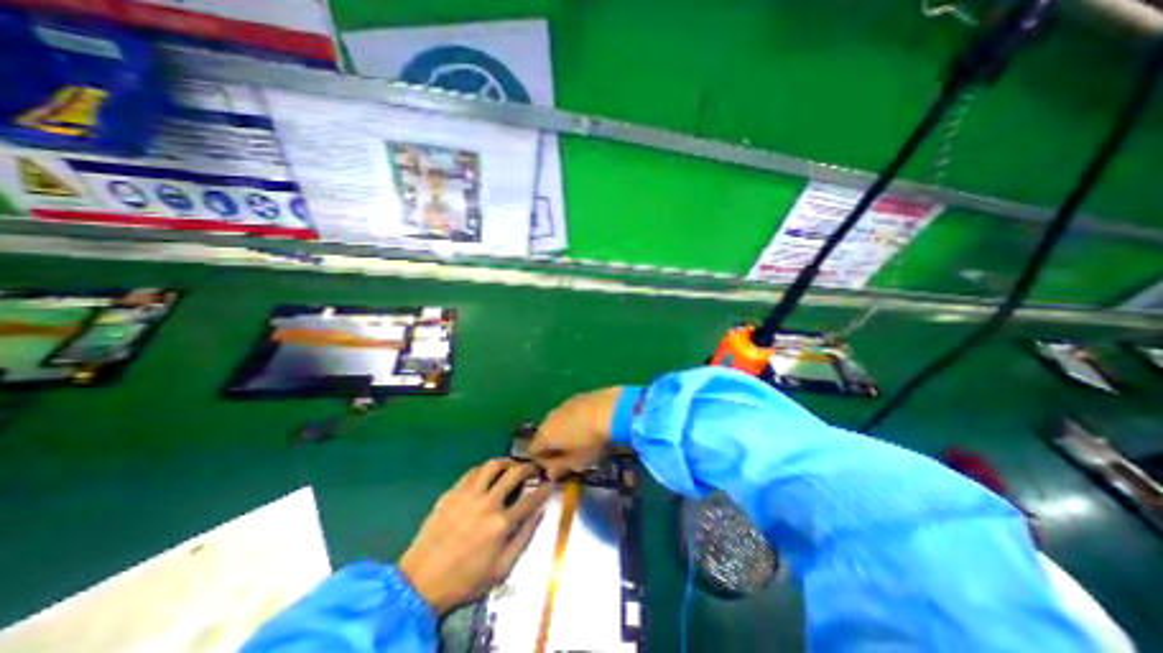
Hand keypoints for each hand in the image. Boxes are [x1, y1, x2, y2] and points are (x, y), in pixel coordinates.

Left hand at [400, 458, 552, 612]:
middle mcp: (487, 503)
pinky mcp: (452, 492)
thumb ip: (524, 538)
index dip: (545, 488)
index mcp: (501, 524)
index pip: (531, 498)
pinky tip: (487, 475)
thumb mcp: (501, 569)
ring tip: (512, 465)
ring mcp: (468, 495)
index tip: (551, 482)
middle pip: (515, 474)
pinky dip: (485, 469)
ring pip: (493, 465)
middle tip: (534, 468)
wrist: (421, 582)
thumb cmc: (465, 579)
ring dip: (507, 462)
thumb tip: (540, 513)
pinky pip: (473, 471)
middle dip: (529, 467)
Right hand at [531, 388, 621, 474]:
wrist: (611, 410)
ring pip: (557, 421)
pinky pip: (570, 412)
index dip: (542, 460)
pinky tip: (589, 424)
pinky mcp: (577, 397)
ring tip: (581, 439)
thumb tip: (549, 473)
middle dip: (554, 445)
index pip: (533, 450)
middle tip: (570, 455)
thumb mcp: (577, 461)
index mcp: (545, 435)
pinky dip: (575, 420)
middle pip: (544, 434)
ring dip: (564, 431)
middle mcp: (549, 417)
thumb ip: (560, 467)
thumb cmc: (591, 441)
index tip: (557, 467)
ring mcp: (563, 405)